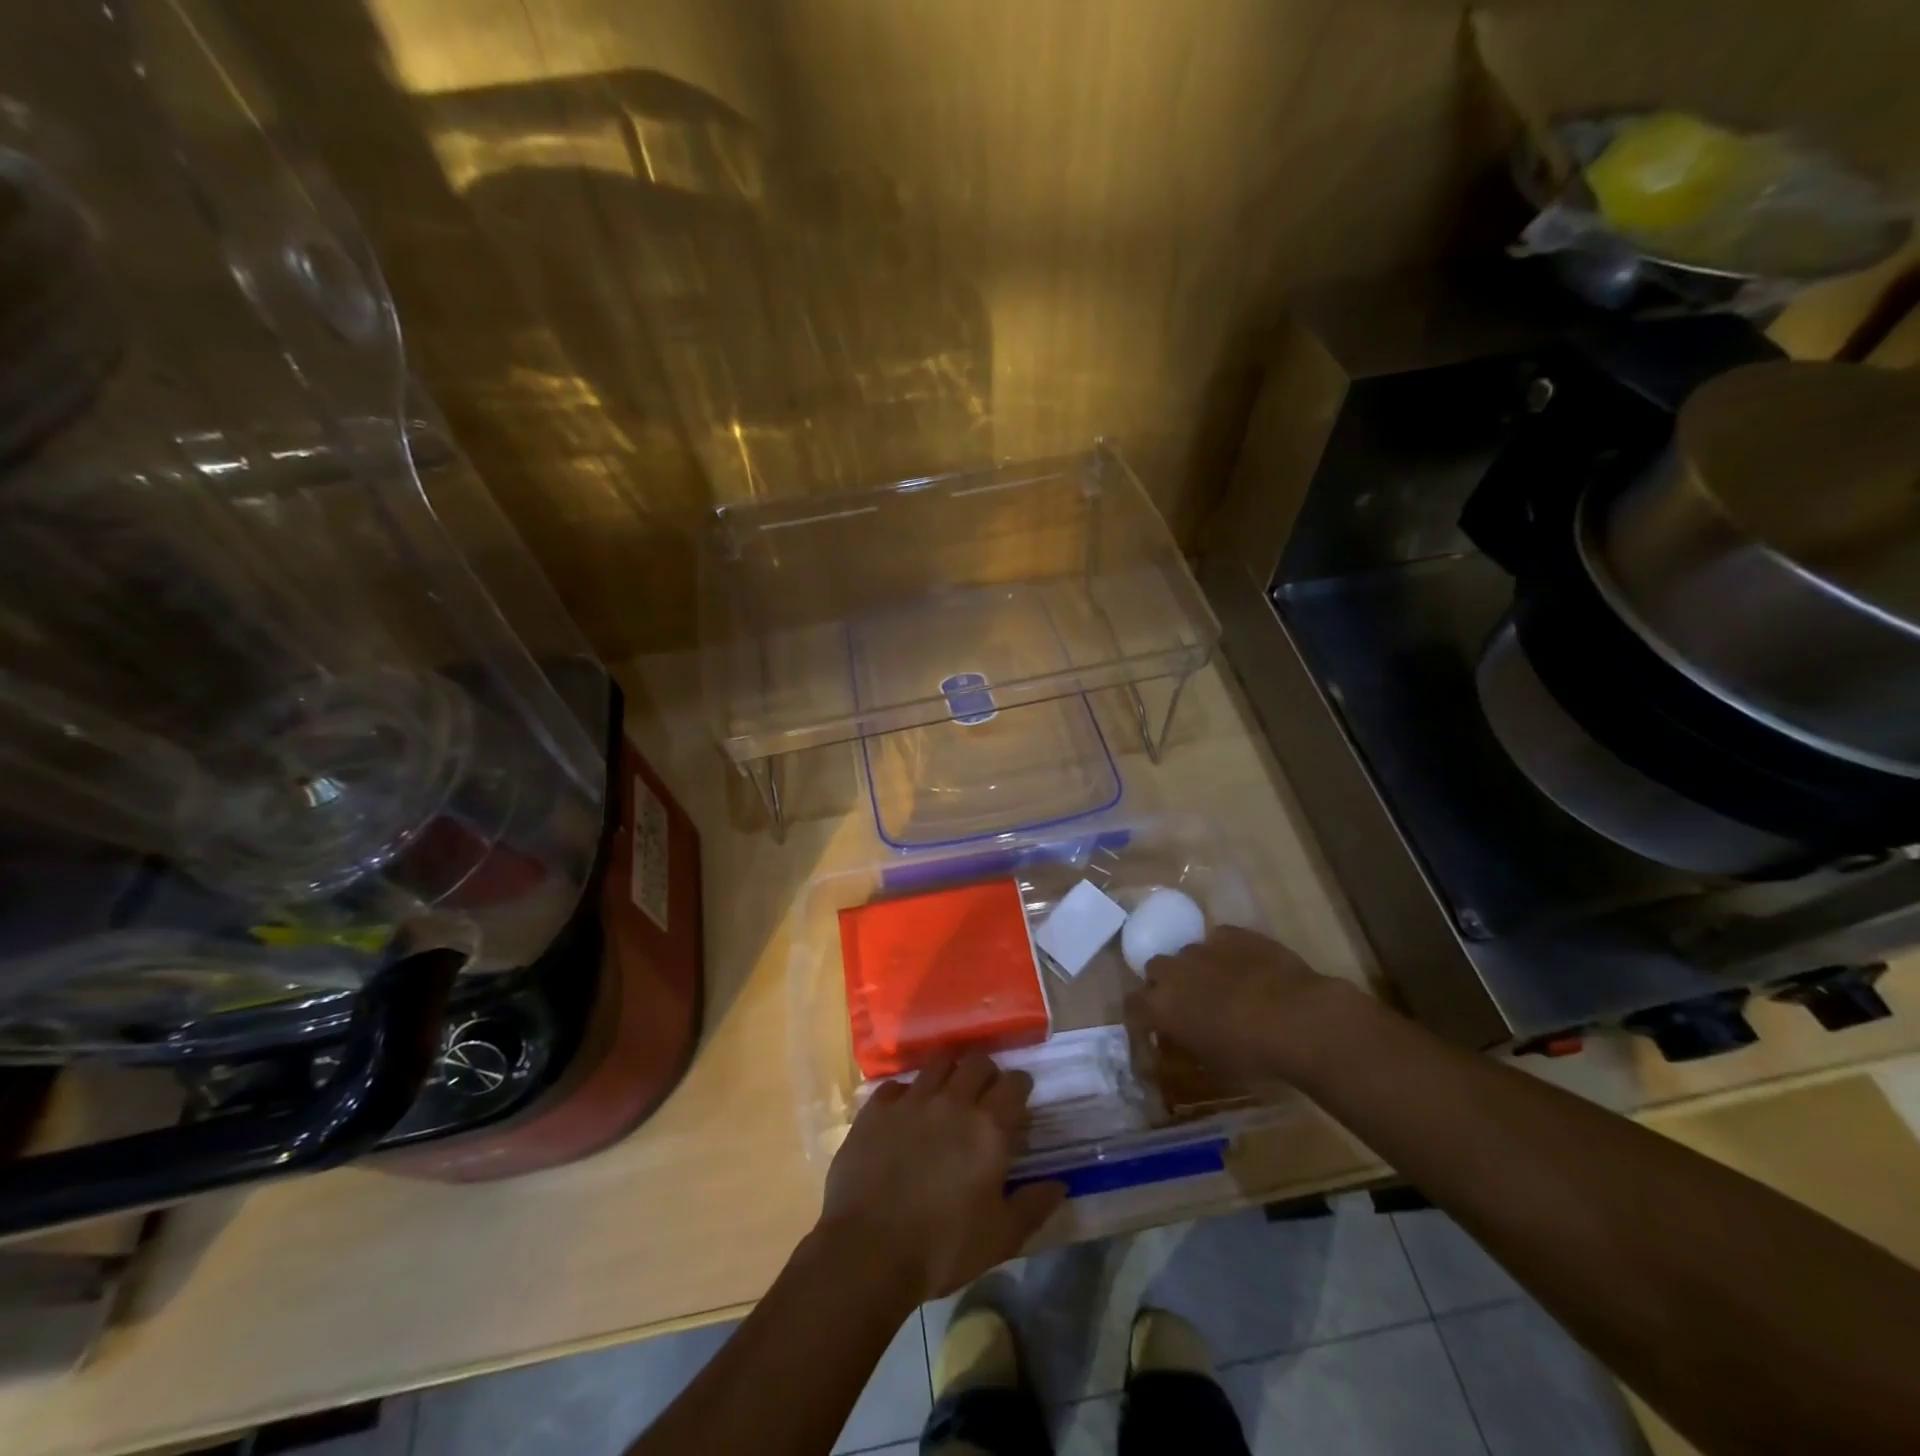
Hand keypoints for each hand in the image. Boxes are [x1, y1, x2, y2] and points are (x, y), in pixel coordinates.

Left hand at [817, 1050, 1066, 1304]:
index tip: (1020, 1098)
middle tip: (985, 1093)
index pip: (1014, 1083)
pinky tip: (905, 1113)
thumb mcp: (1001, 1238)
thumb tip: (1060, 1184)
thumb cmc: (943, 1248)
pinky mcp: (876, 1109)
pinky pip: (896, 1086)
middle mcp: (952, 1101)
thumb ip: (1034, 1205)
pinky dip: (906, 1094)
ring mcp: (911, 1100)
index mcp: (988, 1127)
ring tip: (947, 1093)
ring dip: (948, 1072)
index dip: (1020, 1086)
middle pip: (976, 1061)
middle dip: (986, 1072)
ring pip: (937, 1063)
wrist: (868, 1251)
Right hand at [1126, 924, 1361, 1087]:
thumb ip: (1188, 1046)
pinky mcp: (1233, 934)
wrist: (1298, 1019)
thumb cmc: (1252, 1054)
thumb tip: (1180, 1042)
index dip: (1140, 1017)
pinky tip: (1247, 968)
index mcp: (1162, 1006)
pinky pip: (1220, 940)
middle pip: (1156, 970)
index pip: (1132, 1006)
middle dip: (1167, 983)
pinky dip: (1226, 953)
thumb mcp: (1213, 1064)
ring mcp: (1203, 947)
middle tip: (1188, 1003)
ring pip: (1188, 953)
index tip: (1151, 1028)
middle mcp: (1174, 971)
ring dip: (1197, 968)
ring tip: (1223, 985)